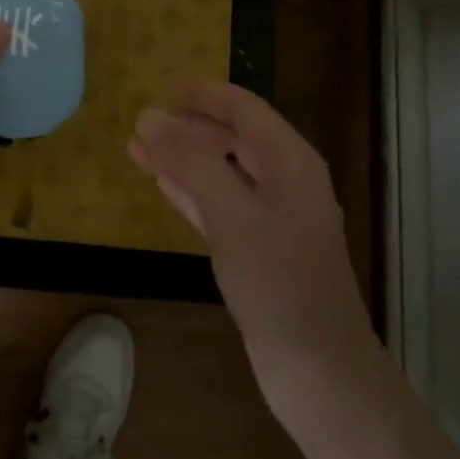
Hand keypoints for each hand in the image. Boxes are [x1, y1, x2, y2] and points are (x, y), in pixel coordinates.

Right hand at [127, 81, 375, 424]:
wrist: (319, 374)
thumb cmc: (280, 284)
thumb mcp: (231, 214)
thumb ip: (190, 161)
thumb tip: (149, 114)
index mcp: (290, 163)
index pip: (245, 109)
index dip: (206, 94)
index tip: (165, 84)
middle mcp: (285, 183)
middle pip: (233, 137)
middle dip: (189, 126)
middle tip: (144, 120)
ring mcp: (273, 219)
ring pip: (222, 171)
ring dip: (183, 157)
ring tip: (139, 147)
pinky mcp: (258, 251)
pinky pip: (219, 204)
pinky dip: (190, 190)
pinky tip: (162, 185)